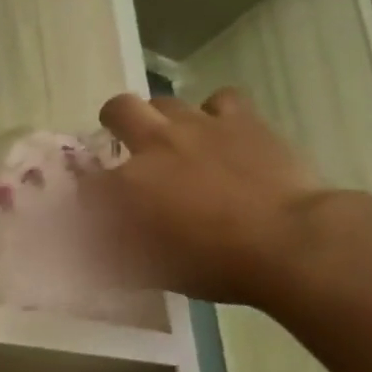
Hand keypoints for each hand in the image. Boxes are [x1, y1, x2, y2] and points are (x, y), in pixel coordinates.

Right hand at [81, 89, 333, 305]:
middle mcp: (154, 145)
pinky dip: (212, 114)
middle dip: (113, 123)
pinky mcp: (241, 118)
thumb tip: (103, 245)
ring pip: (165, 101)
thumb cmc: (211, 266)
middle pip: (118, 110)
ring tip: (171, 142)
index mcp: (126, 187)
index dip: (86, 190)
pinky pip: (218, 100)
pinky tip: (218, 134)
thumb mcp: (150, 272)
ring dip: (160, 119)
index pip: (87, 180)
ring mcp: (199, 125)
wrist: (285, 242)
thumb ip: (119, 252)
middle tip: (123, 143)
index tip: (94, 204)